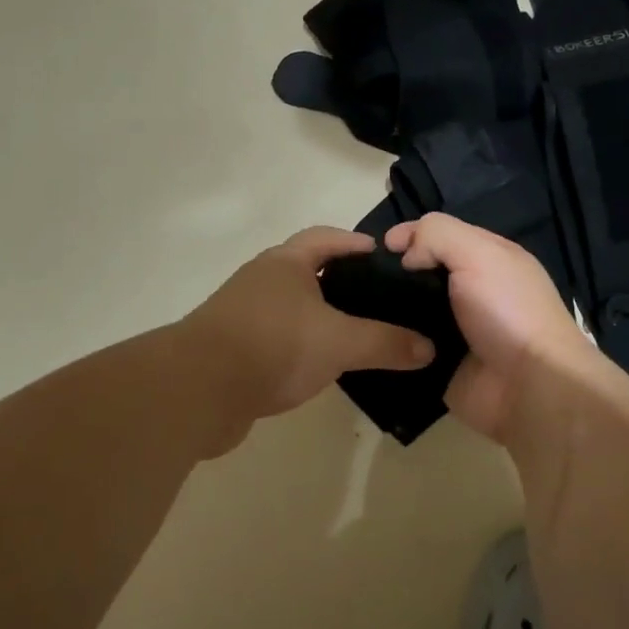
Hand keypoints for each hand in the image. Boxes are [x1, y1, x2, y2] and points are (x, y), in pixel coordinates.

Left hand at [184, 227, 434, 422]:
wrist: (199, 389)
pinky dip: (299, 344)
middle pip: (306, 270)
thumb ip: (386, 343)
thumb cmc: (274, 346)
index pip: (325, 238)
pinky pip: (276, 336)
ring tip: (354, 333)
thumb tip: (429, 348)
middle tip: (376, 298)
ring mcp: (242, 313)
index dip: (354, 243)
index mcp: (285, 263)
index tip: (382, 255)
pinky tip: (318, 365)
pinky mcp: (232, 347)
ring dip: (318, 315)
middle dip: (339, 281)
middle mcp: (261, 280)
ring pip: (290, 306)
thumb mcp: (340, 342)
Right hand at [383, 213, 596, 439]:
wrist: (527, 388)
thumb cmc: (507, 311)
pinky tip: (368, 336)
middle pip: (422, 271)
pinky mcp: (439, 362)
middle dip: (395, 272)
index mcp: (489, 258)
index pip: (442, 234)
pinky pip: (407, 345)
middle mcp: (472, 290)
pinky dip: (391, 341)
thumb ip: (438, 236)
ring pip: (410, 309)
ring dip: (388, 308)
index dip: (412, 233)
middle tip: (365, 278)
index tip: (382, 246)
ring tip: (359, 307)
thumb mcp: (479, 254)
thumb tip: (405, 255)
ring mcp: (454, 328)